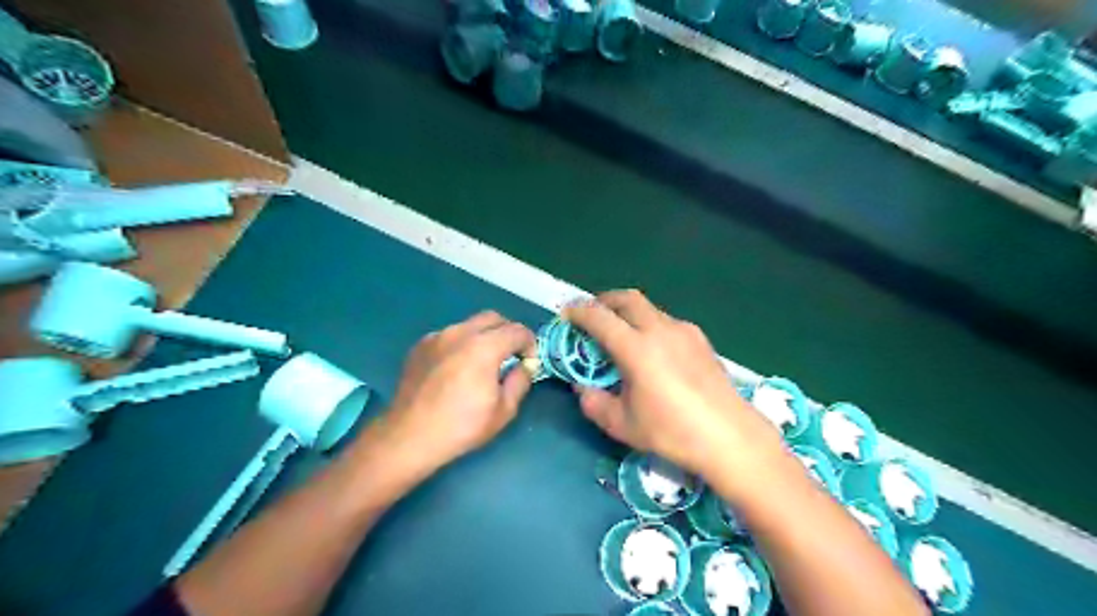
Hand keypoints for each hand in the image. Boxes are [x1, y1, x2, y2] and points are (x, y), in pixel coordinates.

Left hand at [370, 313, 538, 476]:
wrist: (409, 436)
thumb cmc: (461, 426)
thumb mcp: (503, 410)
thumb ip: (520, 381)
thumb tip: (525, 365)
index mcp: (484, 347)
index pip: (517, 330)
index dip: (530, 344)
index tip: (528, 362)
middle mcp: (460, 333)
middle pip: (494, 318)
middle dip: (507, 333)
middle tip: (510, 356)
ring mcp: (437, 337)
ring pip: (469, 325)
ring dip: (483, 337)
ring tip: (481, 363)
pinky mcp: (421, 345)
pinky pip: (449, 335)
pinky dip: (461, 344)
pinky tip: (456, 369)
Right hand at [566, 292, 778, 477]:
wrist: (730, 436)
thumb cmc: (672, 433)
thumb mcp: (623, 425)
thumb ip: (594, 403)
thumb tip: (582, 389)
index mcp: (637, 349)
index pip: (600, 318)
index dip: (579, 312)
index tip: (566, 314)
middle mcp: (660, 330)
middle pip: (627, 299)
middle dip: (604, 300)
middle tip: (592, 315)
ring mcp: (684, 331)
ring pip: (649, 309)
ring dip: (629, 313)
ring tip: (621, 334)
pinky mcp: (701, 339)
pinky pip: (667, 322)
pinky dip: (649, 325)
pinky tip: (652, 350)